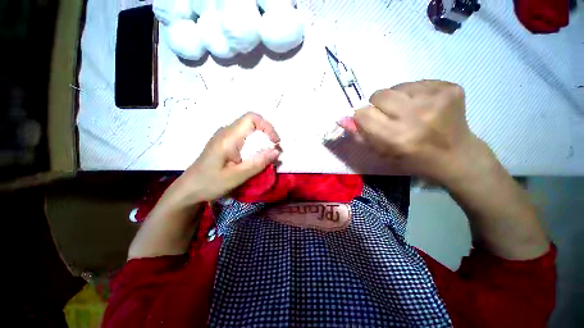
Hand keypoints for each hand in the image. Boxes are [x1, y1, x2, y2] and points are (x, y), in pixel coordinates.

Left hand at [164, 112, 280, 207]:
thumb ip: (258, 163)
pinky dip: (254, 144)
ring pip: (248, 130)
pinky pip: (243, 137)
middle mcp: (225, 132)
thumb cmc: (210, 183)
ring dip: (261, 140)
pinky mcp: (224, 143)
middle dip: (266, 134)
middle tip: (273, 150)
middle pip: (251, 123)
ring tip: (266, 155)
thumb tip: (276, 151)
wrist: (189, 189)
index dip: (267, 126)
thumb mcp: (237, 176)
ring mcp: (223, 136)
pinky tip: (254, 156)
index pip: (251, 118)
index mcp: (228, 137)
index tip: (275, 142)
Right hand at [346, 80, 483, 183]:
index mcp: (396, 137)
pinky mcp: (449, 87)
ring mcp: (436, 98)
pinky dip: (414, 93)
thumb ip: (360, 135)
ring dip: (396, 98)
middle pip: (378, 95)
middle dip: (378, 105)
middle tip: (390, 116)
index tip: (370, 121)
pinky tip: (424, 106)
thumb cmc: (412, 158)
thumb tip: (342, 118)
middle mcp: (415, 116)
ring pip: (396, 86)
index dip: (363, 117)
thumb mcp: (381, 152)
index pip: (363, 114)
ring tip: (409, 112)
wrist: (455, 155)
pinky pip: (416, 83)